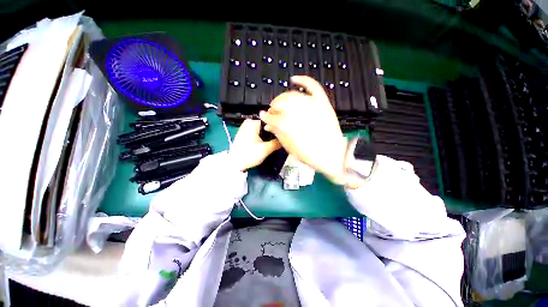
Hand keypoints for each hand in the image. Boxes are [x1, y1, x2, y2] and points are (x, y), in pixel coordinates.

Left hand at [229, 119, 281, 171]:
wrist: (234, 163)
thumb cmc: (249, 155)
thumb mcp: (265, 149)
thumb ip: (276, 143)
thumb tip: (285, 139)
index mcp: (253, 123)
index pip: (270, 121)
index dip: (277, 128)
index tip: (283, 134)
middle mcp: (249, 122)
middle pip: (266, 125)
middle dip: (273, 132)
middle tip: (280, 139)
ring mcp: (246, 127)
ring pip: (262, 129)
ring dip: (268, 135)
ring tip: (274, 141)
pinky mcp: (245, 133)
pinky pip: (257, 132)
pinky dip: (262, 137)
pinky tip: (266, 142)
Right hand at [260, 75, 347, 183]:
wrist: (331, 155)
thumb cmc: (309, 154)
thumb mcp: (289, 147)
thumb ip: (277, 134)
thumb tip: (268, 126)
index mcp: (287, 124)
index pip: (271, 117)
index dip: (265, 117)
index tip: (263, 117)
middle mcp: (297, 111)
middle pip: (280, 103)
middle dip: (273, 107)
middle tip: (272, 111)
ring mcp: (311, 104)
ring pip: (291, 95)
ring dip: (282, 97)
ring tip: (280, 102)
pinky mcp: (322, 102)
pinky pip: (312, 86)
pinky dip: (303, 80)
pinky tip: (294, 79)